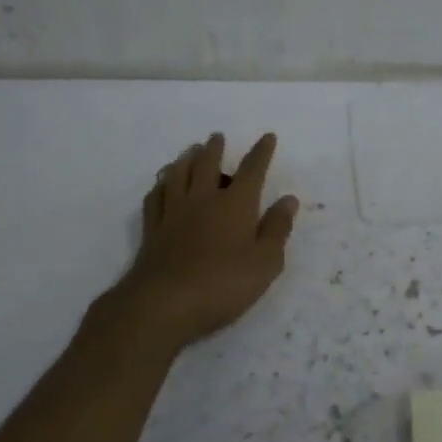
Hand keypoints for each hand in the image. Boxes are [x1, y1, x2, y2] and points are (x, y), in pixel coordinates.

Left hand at [112, 133, 297, 348]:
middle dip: (215, 149)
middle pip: (208, 164)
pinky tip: (162, 183)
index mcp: (235, 204)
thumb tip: (288, 200)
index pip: (252, 170)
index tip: (267, 137)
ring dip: (186, 158)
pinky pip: (155, 196)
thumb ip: (277, 229)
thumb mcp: (265, 262)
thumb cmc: (223, 284)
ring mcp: (174, 212)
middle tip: (217, 137)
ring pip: (178, 174)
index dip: (261, 152)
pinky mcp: (153, 229)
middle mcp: (203, 199)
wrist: (164, 304)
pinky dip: (161, 184)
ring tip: (190, 150)